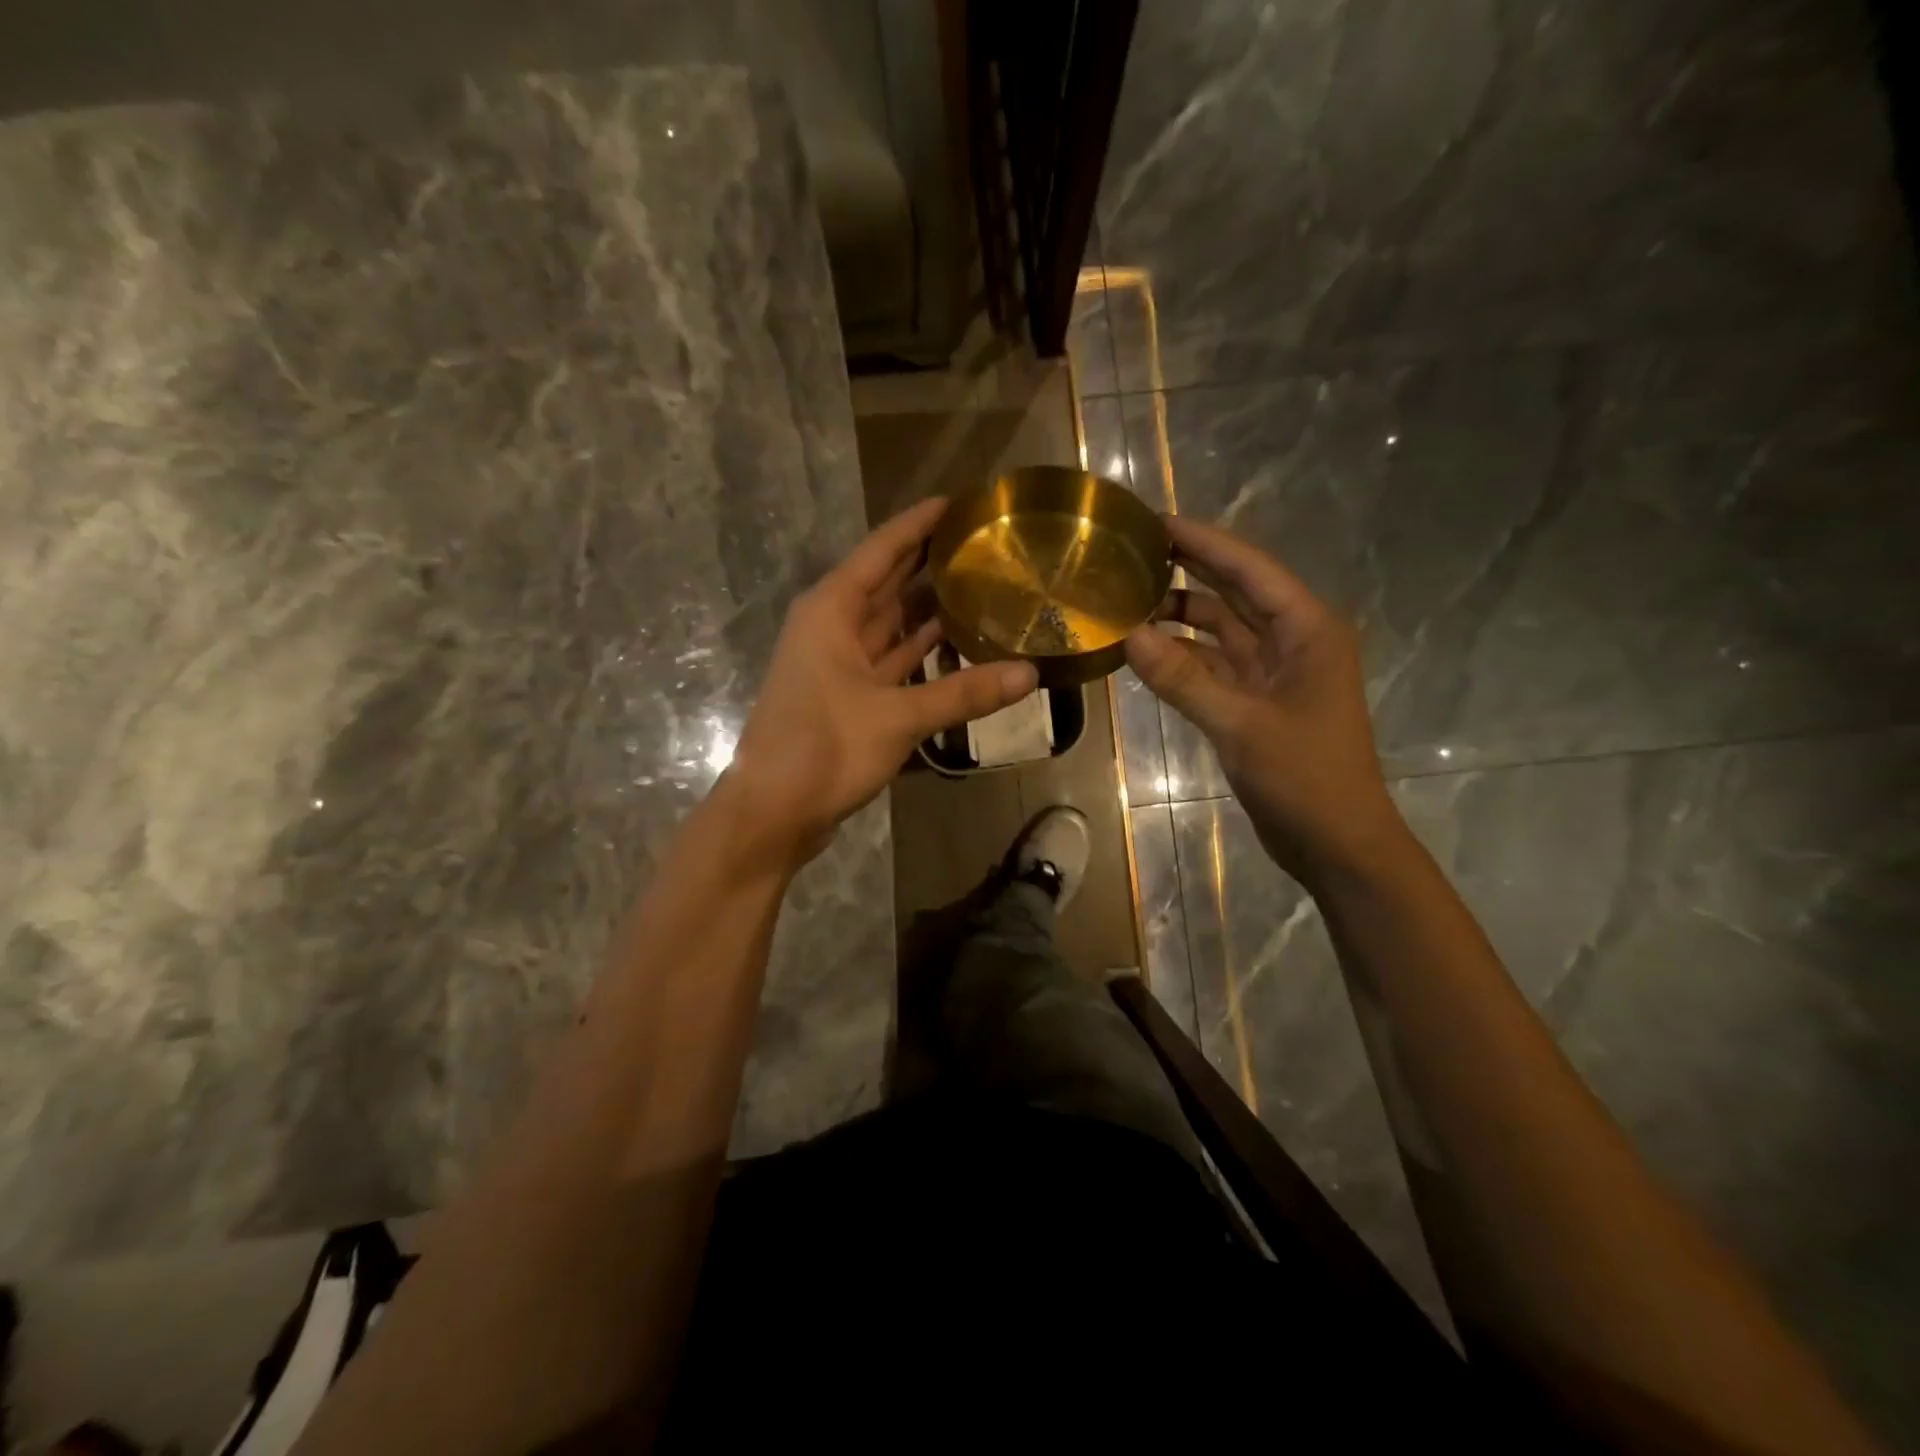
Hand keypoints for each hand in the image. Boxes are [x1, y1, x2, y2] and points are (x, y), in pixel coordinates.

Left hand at [729, 498, 1037, 859]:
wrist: (773, 812)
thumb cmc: (823, 749)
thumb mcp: (897, 717)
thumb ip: (964, 693)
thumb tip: (1030, 675)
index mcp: (832, 610)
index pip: (882, 549)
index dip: (919, 523)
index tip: (959, 502)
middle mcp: (832, 626)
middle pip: (887, 582)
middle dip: (929, 563)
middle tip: (983, 545)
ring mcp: (838, 663)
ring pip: (890, 623)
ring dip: (928, 609)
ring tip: (981, 588)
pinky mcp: (848, 696)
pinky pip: (891, 660)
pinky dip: (920, 653)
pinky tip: (958, 646)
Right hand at [1125, 516, 1403, 884]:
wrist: (1337, 843)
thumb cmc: (1304, 778)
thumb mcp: (1239, 725)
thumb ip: (1182, 679)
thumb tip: (1128, 635)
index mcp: (1307, 631)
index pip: (1250, 569)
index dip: (1204, 542)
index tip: (1156, 521)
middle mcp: (1293, 640)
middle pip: (1236, 590)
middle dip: (1191, 568)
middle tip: (1135, 549)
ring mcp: (1274, 672)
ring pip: (1222, 628)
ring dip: (1182, 614)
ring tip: (1128, 598)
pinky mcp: (1258, 700)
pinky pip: (1214, 664)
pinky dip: (1183, 655)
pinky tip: (1146, 650)